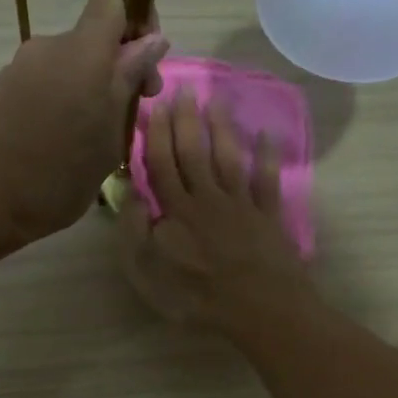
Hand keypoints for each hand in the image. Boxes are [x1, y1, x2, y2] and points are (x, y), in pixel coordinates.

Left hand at [0, 0, 168, 252]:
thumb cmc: (56, 176)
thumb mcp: (109, 136)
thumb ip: (129, 82)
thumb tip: (152, 40)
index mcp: (83, 52)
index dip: (137, 13)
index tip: (147, 57)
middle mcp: (49, 47)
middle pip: (93, 37)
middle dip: (119, 66)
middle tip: (131, 113)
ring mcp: (20, 68)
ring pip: (70, 64)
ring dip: (90, 88)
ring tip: (93, 139)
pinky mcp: (1, 89)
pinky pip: (45, 82)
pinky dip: (62, 100)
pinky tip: (61, 142)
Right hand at [118, 86, 314, 329]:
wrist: (259, 308)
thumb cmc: (197, 296)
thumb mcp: (147, 272)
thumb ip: (134, 231)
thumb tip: (129, 192)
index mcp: (176, 210)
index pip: (162, 163)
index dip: (158, 134)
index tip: (156, 104)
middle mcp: (208, 198)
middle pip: (195, 152)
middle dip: (187, 119)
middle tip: (184, 89)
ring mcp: (241, 205)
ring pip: (229, 158)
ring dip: (222, 127)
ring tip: (217, 99)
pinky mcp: (268, 216)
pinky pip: (267, 180)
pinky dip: (267, 157)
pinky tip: (267, 136)